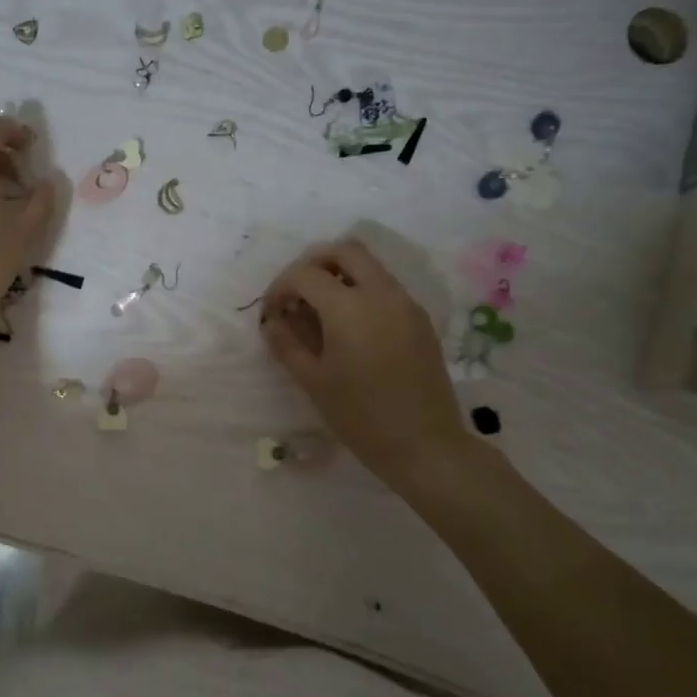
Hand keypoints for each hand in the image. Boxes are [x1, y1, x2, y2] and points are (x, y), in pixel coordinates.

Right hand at [259, 239, 471, 491]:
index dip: (280, 287)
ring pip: (369, 266)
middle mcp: (381, 293)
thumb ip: (287, 344)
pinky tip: (350, 330)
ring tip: (321, 314)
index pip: (305, 274)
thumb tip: (272, 321)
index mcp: (349, 306)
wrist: (425, 445)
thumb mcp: (313, 381)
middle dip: (314, 265)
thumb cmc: (360, 416)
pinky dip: (361, 292)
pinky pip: (385, 288)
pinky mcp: (420, 320)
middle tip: (297, 296)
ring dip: (339, 276)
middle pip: (344, 251)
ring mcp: (406, 304)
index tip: (271, 313)